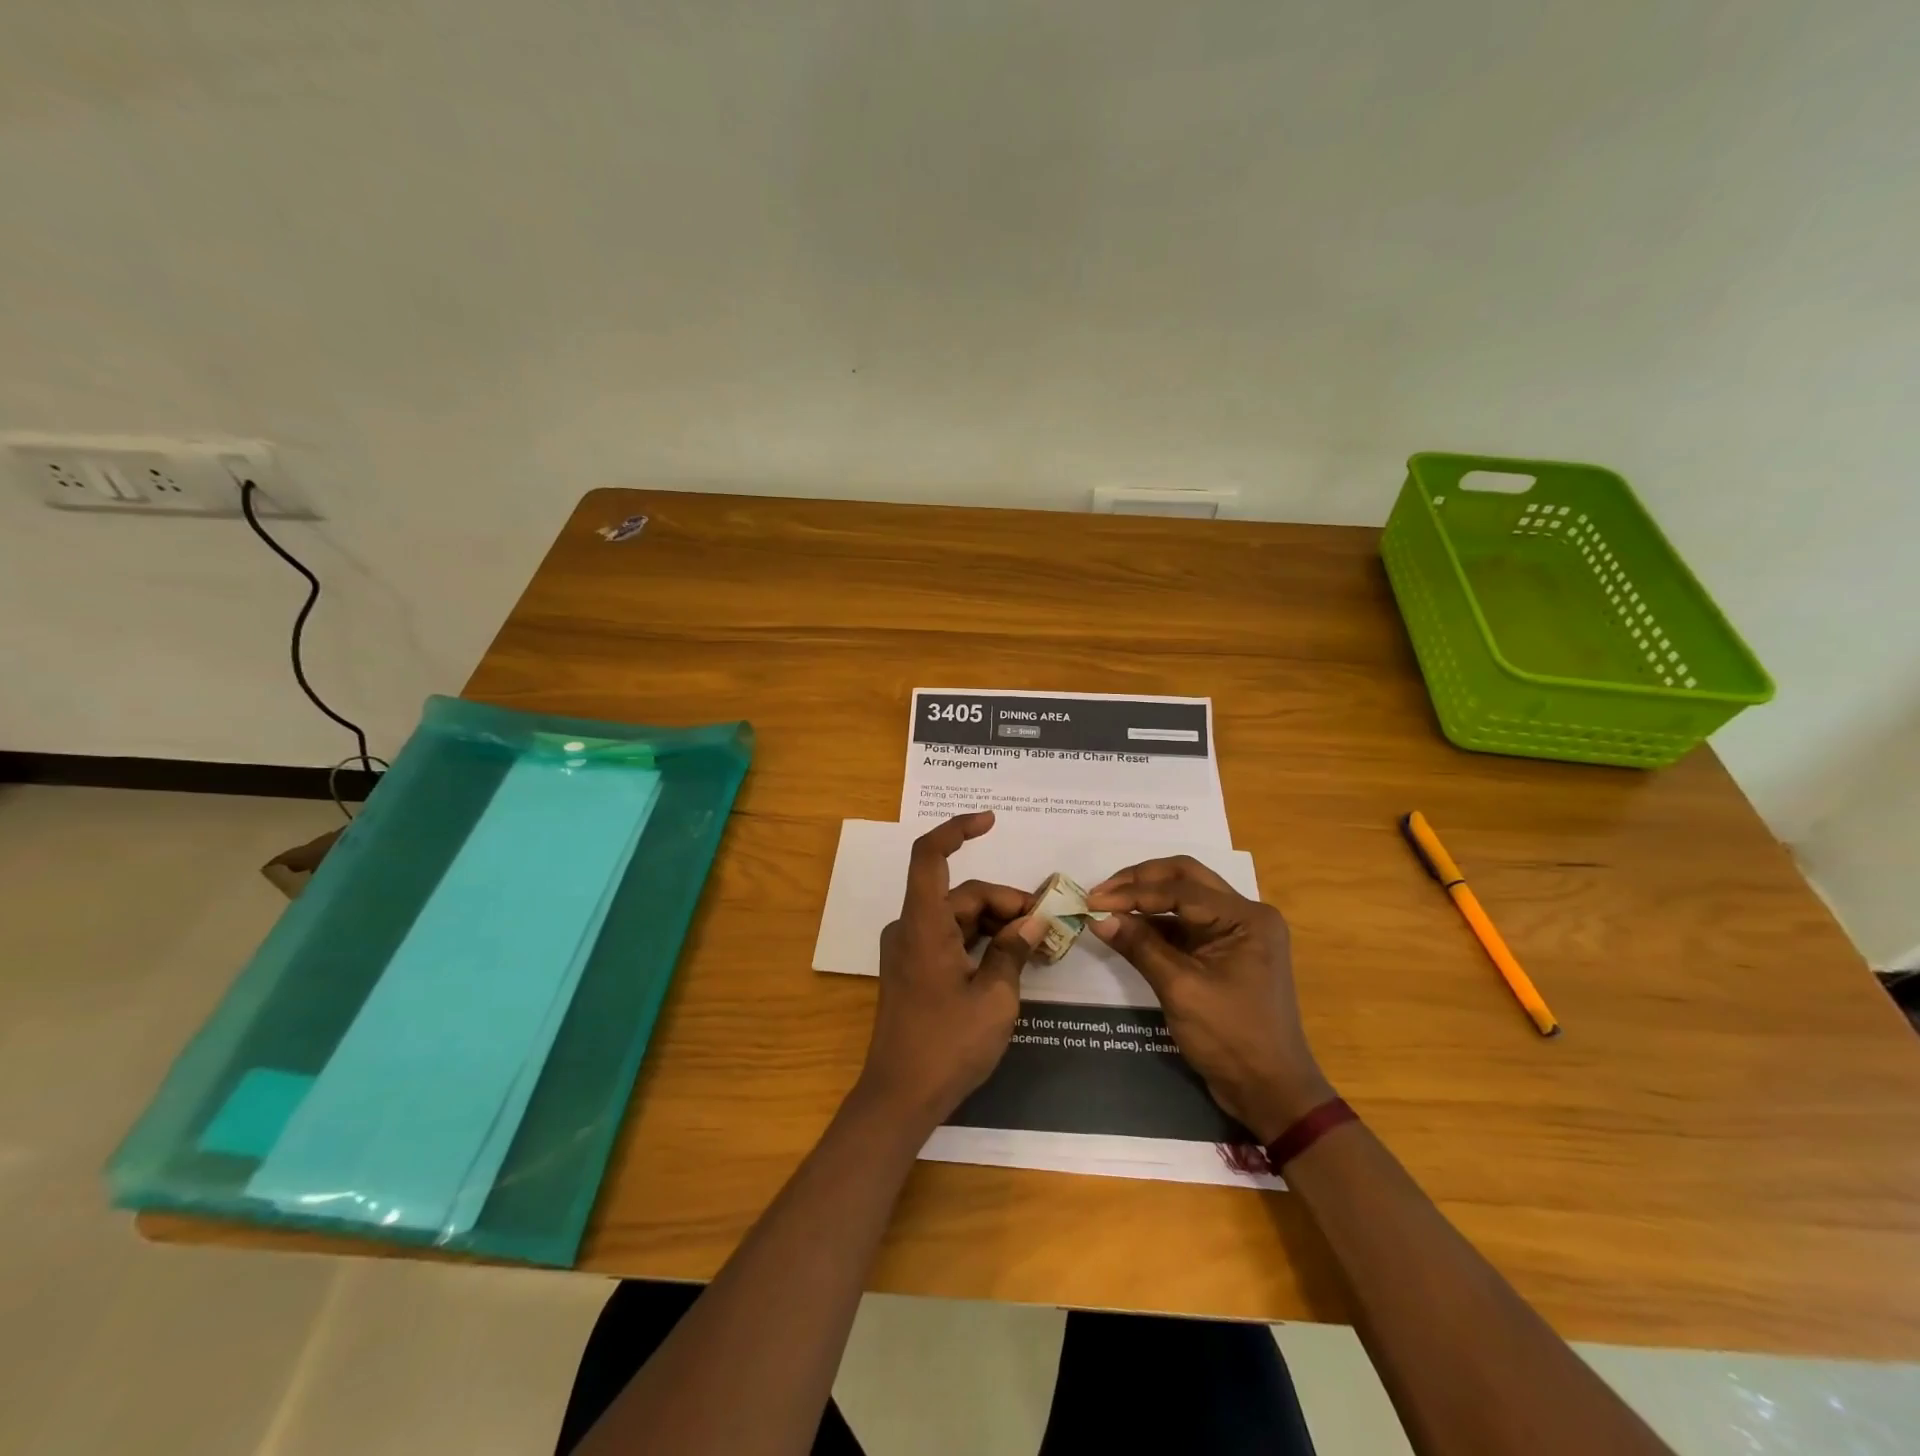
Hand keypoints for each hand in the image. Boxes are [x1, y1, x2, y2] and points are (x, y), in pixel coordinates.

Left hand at [854, 812, 1041, 1133]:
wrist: (900, 1097)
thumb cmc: (948, 1045)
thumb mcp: (995, 998)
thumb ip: (1013, 951)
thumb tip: (1032, 923)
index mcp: (923, 924)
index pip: (929, 855)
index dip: (957, 829)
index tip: (991, 821)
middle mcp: (911, 928)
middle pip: (961, 893)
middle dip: (1006, 903)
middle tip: (1047, 925)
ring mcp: (910, 949)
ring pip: (958, 916)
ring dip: (996, 923)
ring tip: (1038, 944)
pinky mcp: (914, 969)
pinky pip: (950, 938)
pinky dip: (980, 940)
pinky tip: (1011, 958)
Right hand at [1087, 856, 1331, 1142]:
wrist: (1270, 1092)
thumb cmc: (1231, 1038)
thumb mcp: (1181, 990)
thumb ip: (1140, 946)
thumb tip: (1099, 918)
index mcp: (1246, 917)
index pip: (1180, 890)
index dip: (1132, 893)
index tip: (1092, 900)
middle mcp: (1245, 915)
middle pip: (1185, 878)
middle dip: (1140, 881)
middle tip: (1101, 892)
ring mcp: (1236, 933)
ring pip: (1184, 897)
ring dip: (1146, 899)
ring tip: (1106, 905)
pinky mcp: (1224, 952)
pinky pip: (1186, 924)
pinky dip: (1156, 922)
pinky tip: (1126, 927)